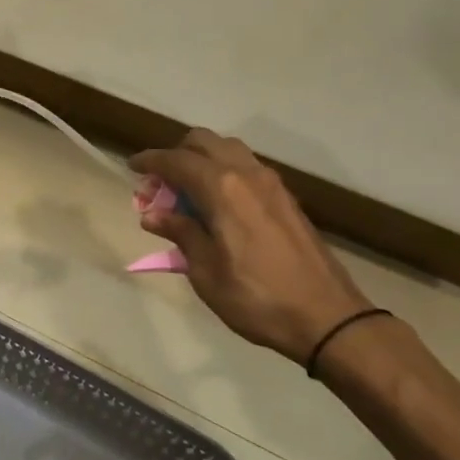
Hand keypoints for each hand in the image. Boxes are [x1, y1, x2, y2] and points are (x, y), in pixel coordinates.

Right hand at [130, 129, 372, 363]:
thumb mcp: (206, 272)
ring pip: (228, 150)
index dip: (150, 161)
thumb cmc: (256, 298)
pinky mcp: (286, 198)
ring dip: (202, 160)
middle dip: (176, 154)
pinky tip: (216, 203)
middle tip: (160, 184)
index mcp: (221, 189)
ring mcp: (271, 183)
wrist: (327, 317)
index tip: (133, 167)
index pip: (176, 160)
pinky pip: (246, 167)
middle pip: (203, 142)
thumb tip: (154, 214)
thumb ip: (181, 234)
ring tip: (186, 192)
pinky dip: (223, 171)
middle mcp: (246, 174)